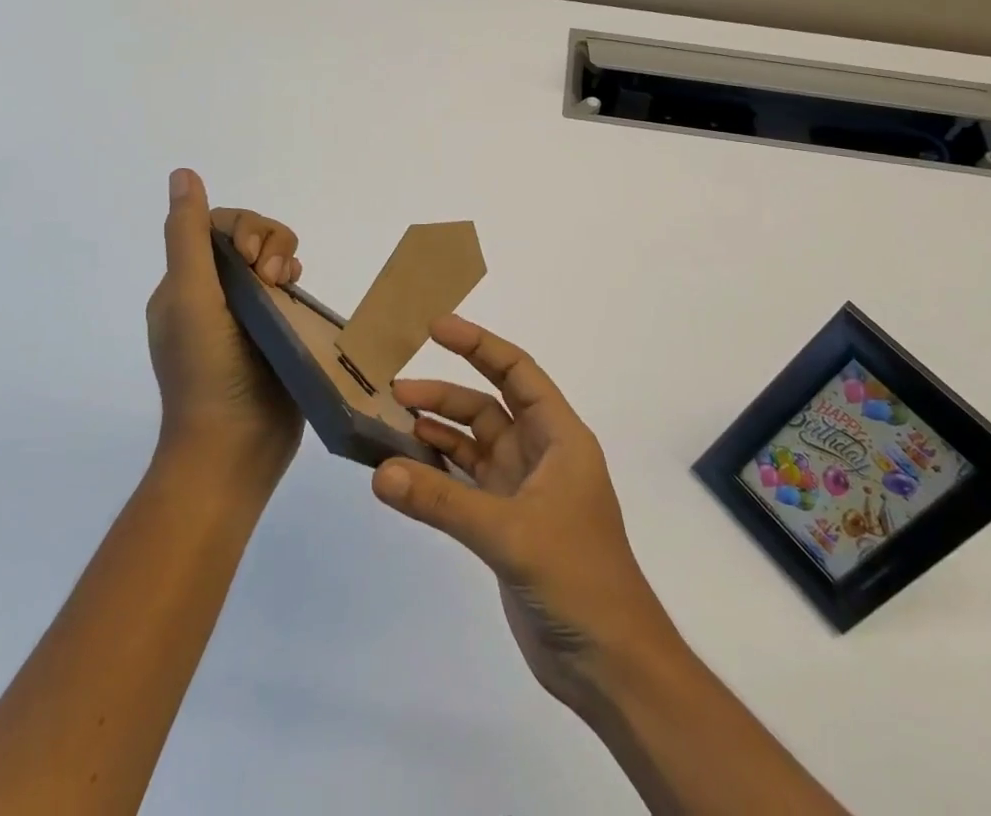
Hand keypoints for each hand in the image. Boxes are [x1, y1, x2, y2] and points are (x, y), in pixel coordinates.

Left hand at [146, 168, 304, 485]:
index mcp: (186, 285)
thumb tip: (182, 173)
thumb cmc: (206, 370)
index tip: (254, 260)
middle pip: (250, 238)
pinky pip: (290, 290)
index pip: (217, 227)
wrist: (234, 449)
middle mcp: (214, 294)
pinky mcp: (277, 333)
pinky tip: (298, 295)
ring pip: (274, 260)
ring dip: (286, 259)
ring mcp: (247, 315)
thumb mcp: (190, 296)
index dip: (244, 229)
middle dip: (270, 243)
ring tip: (289, 286)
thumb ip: (188, 235)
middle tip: (274, 277)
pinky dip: (296, 283)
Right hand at [370, 316, 678, 714]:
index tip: (436, 327)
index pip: (518, 372)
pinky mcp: (506, 525)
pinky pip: (465, 484)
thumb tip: (380, 471)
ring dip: (437, 433)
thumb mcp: (510, 532)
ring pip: (473, 445)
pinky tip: (406, 470)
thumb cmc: (577, 578)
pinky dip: (437, 473)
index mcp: (559, 437)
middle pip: (489, 406)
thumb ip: (443, 501)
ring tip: (391, 425)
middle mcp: (541, 454)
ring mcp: (522, 490)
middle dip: (445, 394)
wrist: (609, 663)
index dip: (479, 345)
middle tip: (395, 390)